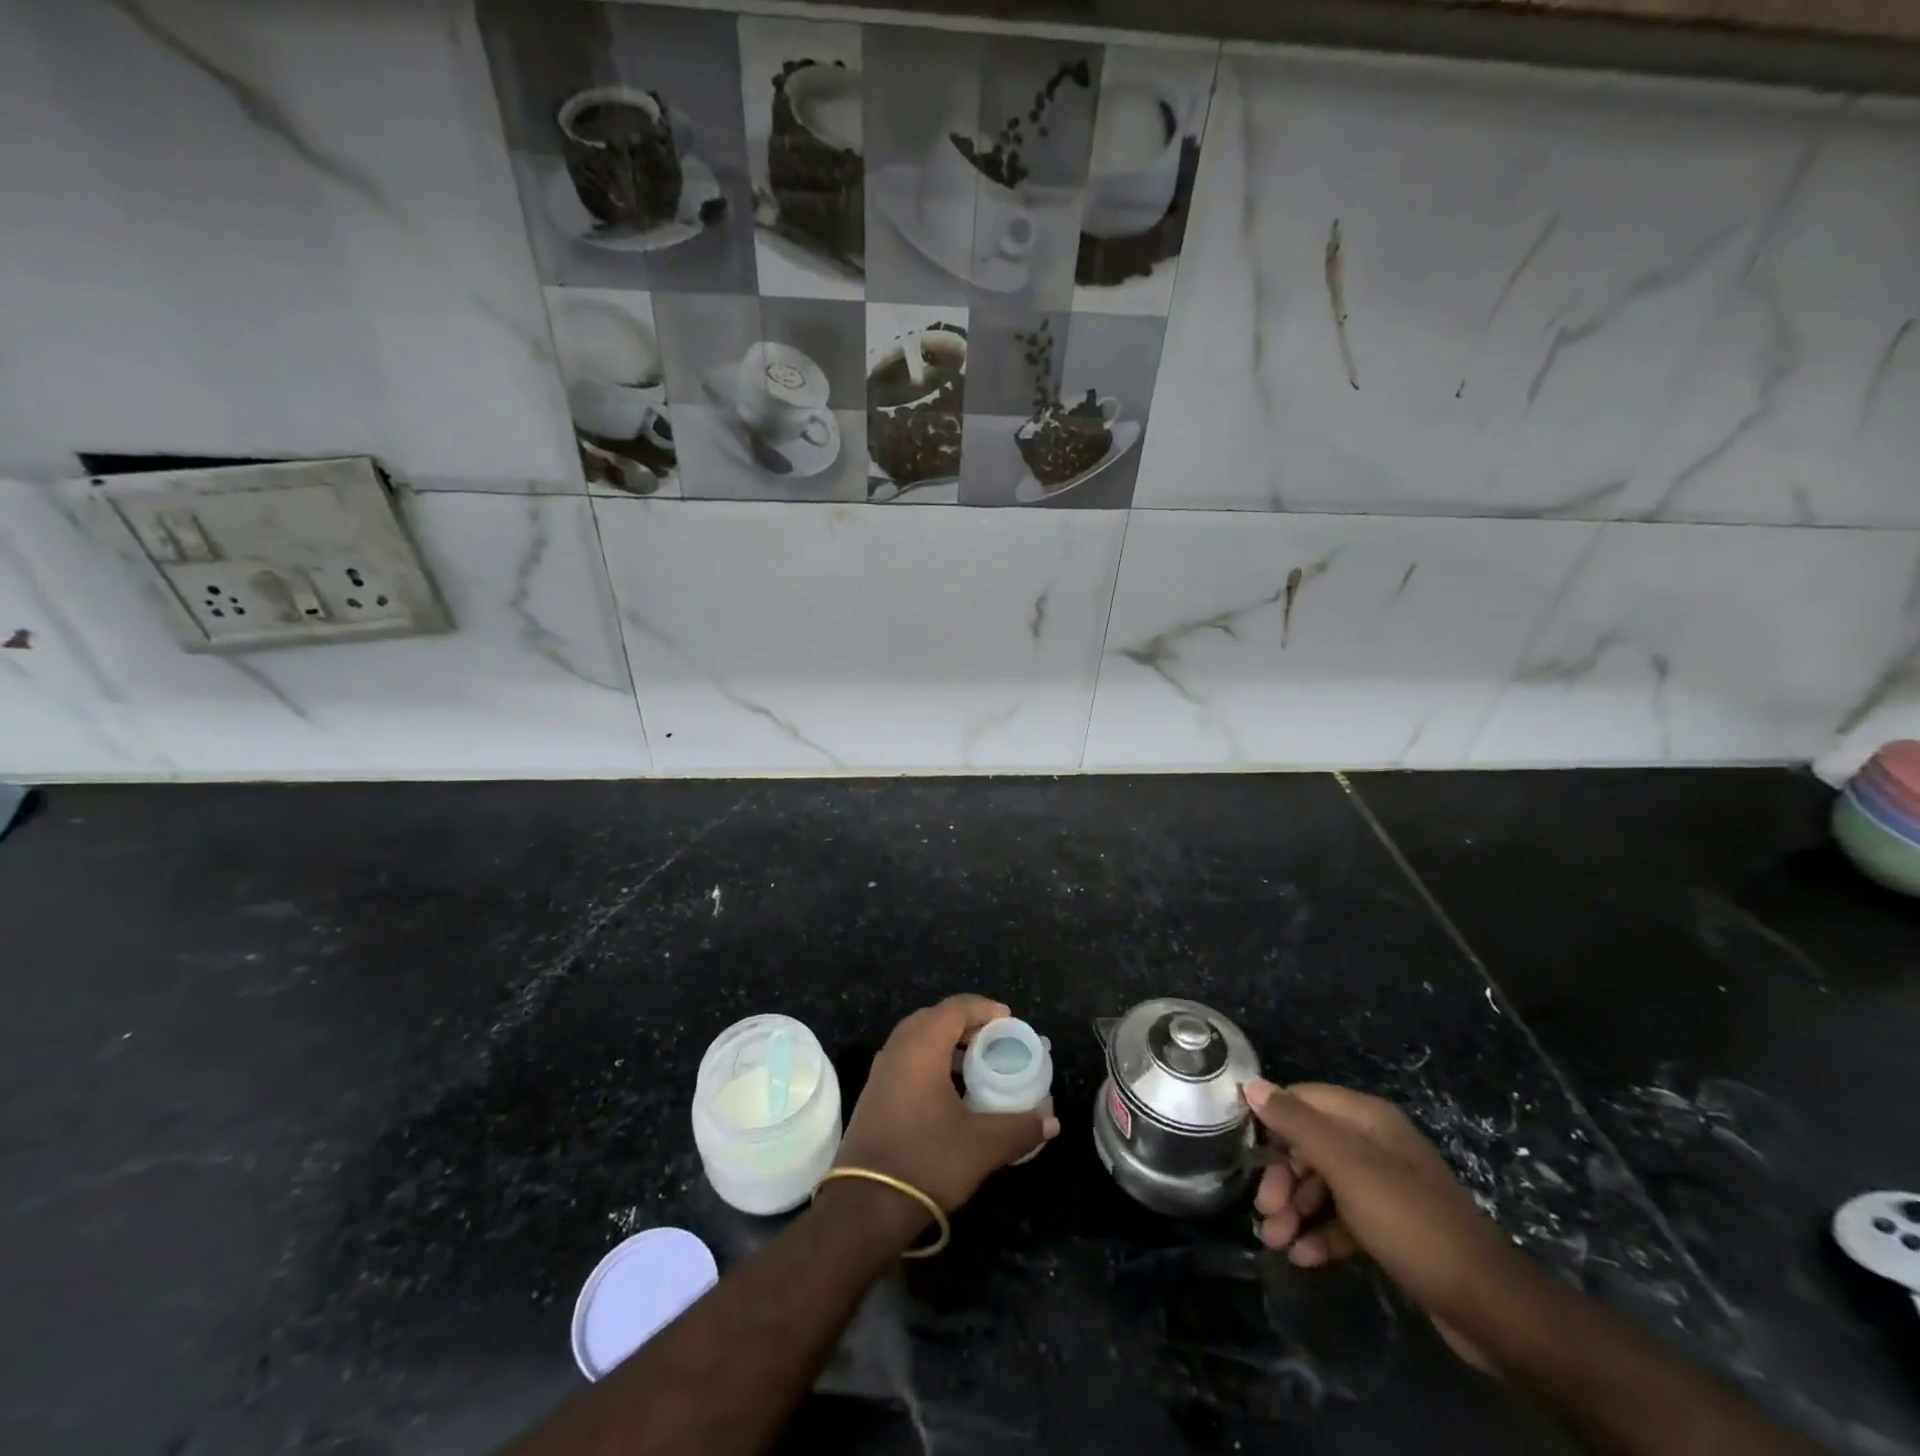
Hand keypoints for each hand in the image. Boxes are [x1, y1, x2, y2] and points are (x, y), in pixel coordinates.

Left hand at [835, 995, 1059, 1215]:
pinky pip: (906, 1059)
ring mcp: (881, 1072)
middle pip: (933, 1018)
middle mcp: (897, 1050)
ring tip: (976, 1062)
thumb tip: (1051, 1120)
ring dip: (946, 1042)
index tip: (1009, 1021)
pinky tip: (950, 1090)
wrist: (866, 1207)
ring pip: (916, 1039)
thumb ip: (1020, 1127)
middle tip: (993, 1038)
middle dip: (965, 1022)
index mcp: (921, 1048)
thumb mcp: (983, 1146)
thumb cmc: (927, 1162)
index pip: (954, 1008)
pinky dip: (930, 1060)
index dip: (983, 1008)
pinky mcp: (874, 1095)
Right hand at [1246, 1080, 1532, 1371]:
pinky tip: (1303, 1257)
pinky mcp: (1392, 1227)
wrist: (1489, 1305)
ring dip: (1296, 1210)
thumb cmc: (1408, 1220)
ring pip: (1324, 1185)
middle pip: (1310, 1145)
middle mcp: (1375, 1144)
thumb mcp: (1346, 1166)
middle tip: (1264, 1211)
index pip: (1302, 1099)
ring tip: (1275, 1241)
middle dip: (1282, 1177)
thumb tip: (1251, 1084)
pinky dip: (1321, 1234)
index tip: (1243, 1149)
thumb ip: (1296, 1122)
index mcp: (1367, 1118)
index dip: (1271, 1119)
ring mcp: (1385, 1186)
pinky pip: (1344, 1219)